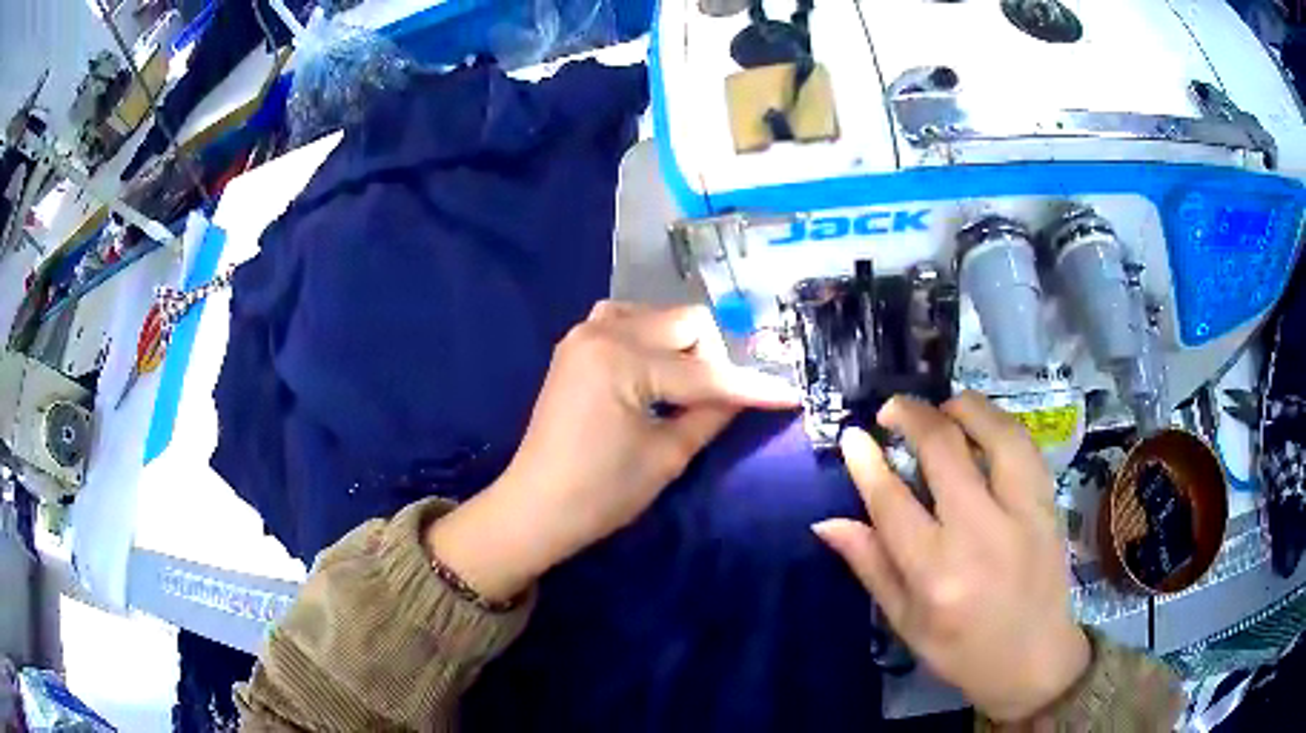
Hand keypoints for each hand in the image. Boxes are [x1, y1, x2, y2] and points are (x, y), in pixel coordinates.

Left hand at [427, 302, 799, 601]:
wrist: (535, 508)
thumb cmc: (600, 494)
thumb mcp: (667, 457)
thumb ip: (713, 414)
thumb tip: (747, 393)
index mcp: (622, 360)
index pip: (704, 371)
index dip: (751, 387)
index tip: (790, 395)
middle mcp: (602, 331)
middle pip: (685, 322)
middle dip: (712, 358)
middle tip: (719, 401)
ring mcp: (584, 334)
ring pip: (657, 315)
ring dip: (681, 344)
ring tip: (682, 387)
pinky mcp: (575, 346)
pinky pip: (625, 321)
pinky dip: (649, 338)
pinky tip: (651, 370)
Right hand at [814, 393, 1089, 721]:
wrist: (1035, 659)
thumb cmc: (962, 651)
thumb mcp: (906, 623)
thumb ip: (871, 566)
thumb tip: (827, 521)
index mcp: (936, 573)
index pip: (892, 501)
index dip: (866, 461)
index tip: (853, 436)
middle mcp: (980, 533)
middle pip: (944, 450)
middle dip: (912, 416)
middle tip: (893, 410)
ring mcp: (1022, 513)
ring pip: (994, 433)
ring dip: (962, 407)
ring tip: (942, 408)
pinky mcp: (1049, 504)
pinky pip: (1025, 446)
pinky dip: (999, 425)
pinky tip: (983, 427)